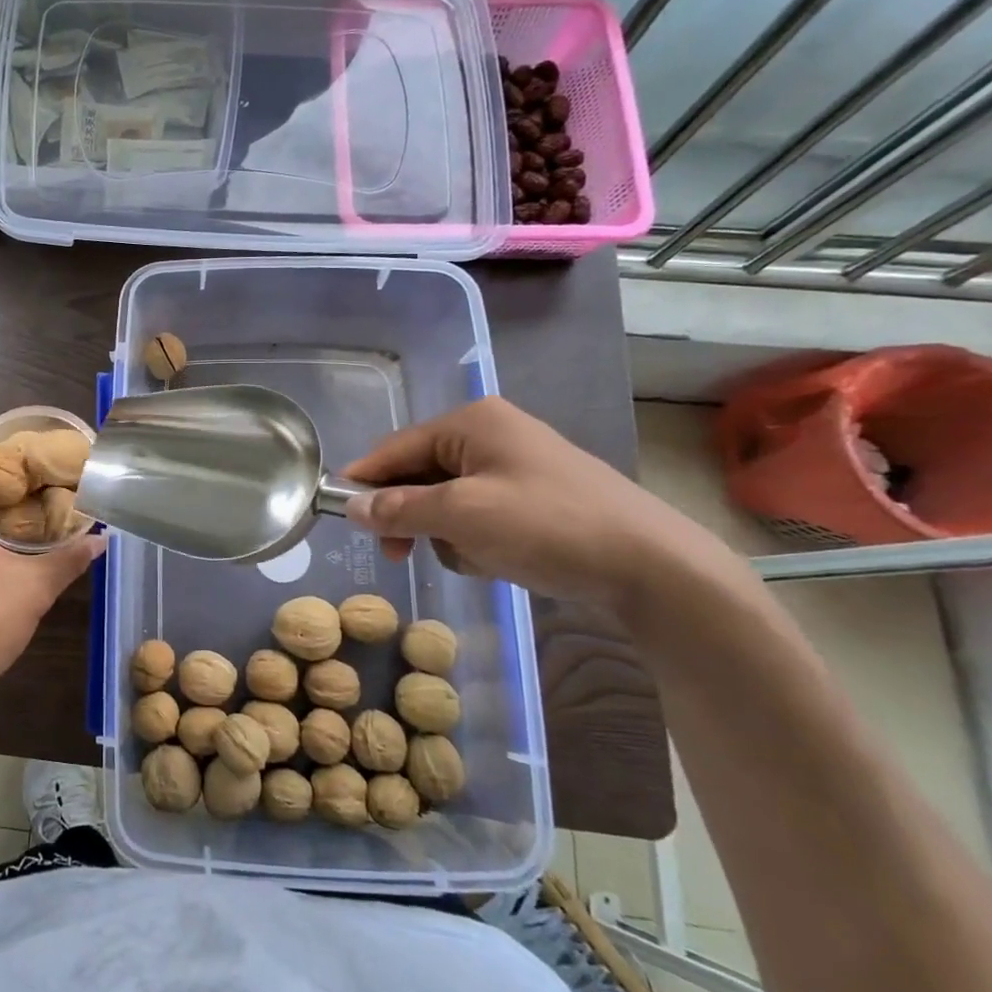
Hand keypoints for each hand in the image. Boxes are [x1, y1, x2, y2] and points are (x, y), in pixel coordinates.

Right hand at [341, 396, 737, 608]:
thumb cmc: (548, 526)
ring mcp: (516, 467)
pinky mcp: (535, 499)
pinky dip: (476, 541)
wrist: (654, 568)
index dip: (363, 481)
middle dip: (410, 515)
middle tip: (397, 555)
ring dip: (447, 534)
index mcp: (472, 423)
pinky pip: (478, 515)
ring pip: (447, 500)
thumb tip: (352, 507)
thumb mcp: (462, 516)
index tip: (338, 515)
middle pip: (420, 474)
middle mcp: (490, 435)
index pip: (395, 447)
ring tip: (473, 558)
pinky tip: (497, 561)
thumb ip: (399, 509)